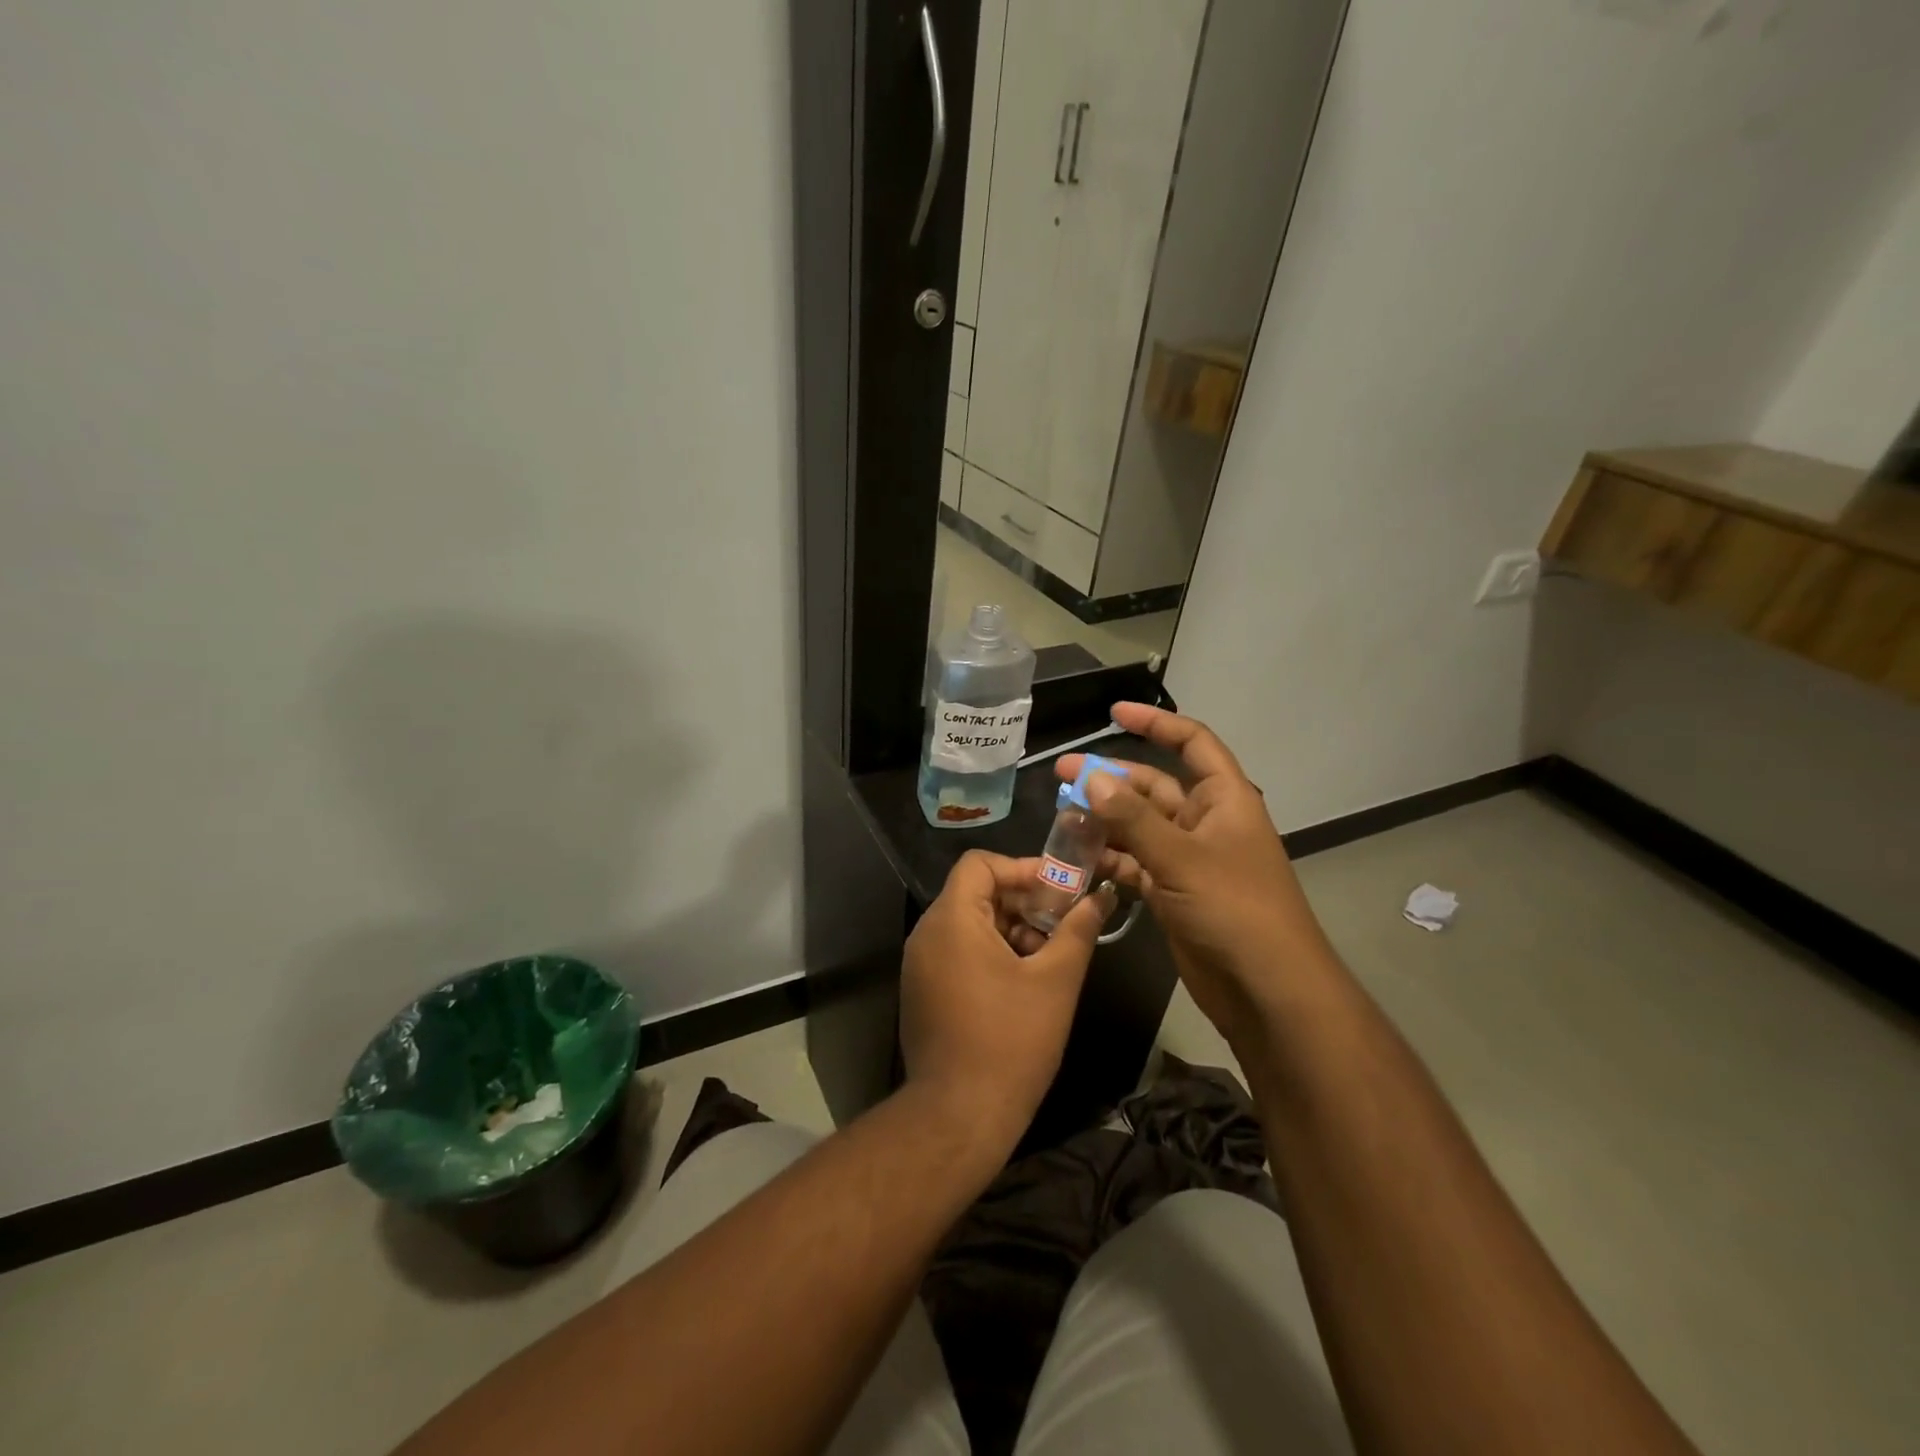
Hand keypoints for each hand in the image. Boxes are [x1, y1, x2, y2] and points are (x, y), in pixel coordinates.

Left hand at [899, 851, 1113, 1151]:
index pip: (980, 864)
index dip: (1021, 868)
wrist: (960, 1114)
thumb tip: (1100, 897)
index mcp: (952, 919)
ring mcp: (919, 964)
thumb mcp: (1055, 980)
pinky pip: (957, 950)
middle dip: (1022, 902)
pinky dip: (990, 951)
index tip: (1058, 890)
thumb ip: (1078, 930)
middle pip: (975, 892)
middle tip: (1062, 923)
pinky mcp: (922, 990)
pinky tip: (1023, 981)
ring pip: (968, 923)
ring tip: (1048, 956)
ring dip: (1010, 929)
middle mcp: (927, 933)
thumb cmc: (1011, 1040)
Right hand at [1057, 703, 1333, 1050]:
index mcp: (1224, 799)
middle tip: (1060, 775)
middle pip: (1152, 787)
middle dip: (1109, 779)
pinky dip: (1108, 859)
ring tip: (1059, 817)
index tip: (1113, 713)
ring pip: (1138, 827)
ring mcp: (1187, 859)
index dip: (1155, 724)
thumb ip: (1134, 818)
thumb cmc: (1235, 909)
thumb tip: (1092, 778)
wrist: (1267, 990)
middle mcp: (1205, 823)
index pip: (1191, 744)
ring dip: (1103, 821)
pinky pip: (1134, 864)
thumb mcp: (1182, 857)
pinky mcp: (1173, 892)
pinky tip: (1077, 859)